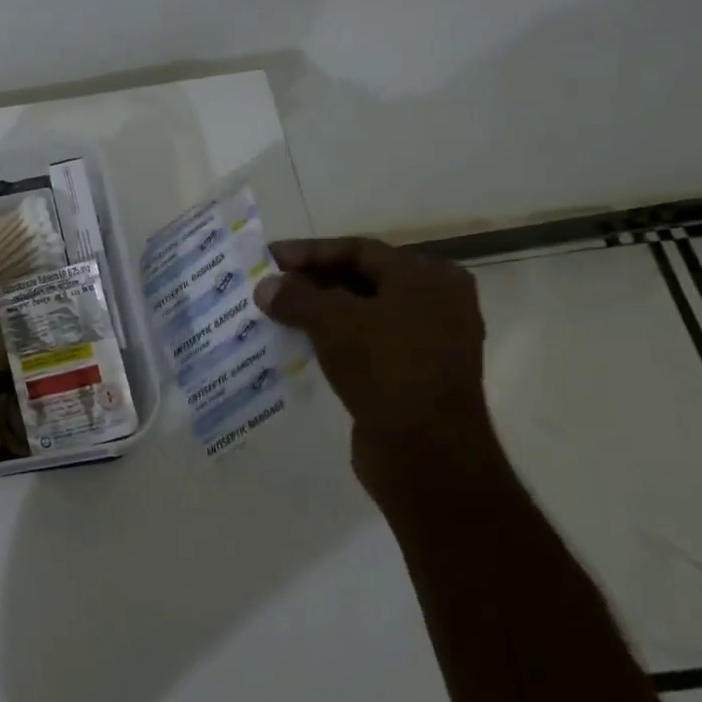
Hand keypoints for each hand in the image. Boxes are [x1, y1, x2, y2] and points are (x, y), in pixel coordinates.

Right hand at [252, 237, 491, 507]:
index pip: (358, 249)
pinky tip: (300, 344)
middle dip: (312, 282)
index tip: (268, 258)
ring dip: (319, 312)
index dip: (308, 252)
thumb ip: (296, 297)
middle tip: (269, 286)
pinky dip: (334, 339)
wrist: (426, 451)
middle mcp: (436, 301)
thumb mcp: (333, 322)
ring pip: (362, 313)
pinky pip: (367, 343)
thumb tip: (265, 287)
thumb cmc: (386, 368)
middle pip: (361, 279)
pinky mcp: (415, 374)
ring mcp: (429, 340)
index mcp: (427, 277)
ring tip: (276, 314)